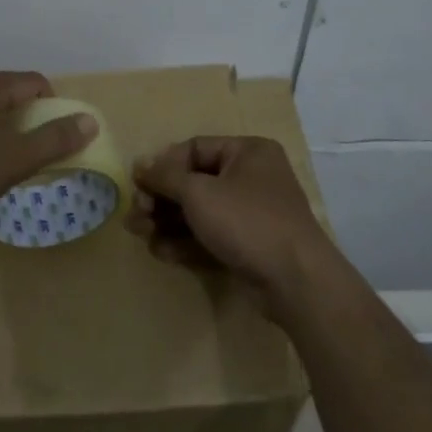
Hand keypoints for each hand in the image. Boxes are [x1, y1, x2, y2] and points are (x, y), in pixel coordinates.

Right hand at [126, 136, 330, 303]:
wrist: (295, 282)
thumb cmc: (246, 222)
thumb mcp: (198, 193)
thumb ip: (164, 176)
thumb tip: (139, 164)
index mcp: (247, 152)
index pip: (194, 149)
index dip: (163, 165)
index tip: (138, 184)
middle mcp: (250, 178)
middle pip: (193, 182)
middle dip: (160, 199)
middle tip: (136, 215)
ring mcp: (250, 215)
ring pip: (198, 212)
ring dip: (166, 222)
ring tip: (140, 235)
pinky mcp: (247, 246)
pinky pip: (209, 236)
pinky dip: (184, 242)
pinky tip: (162, 252)